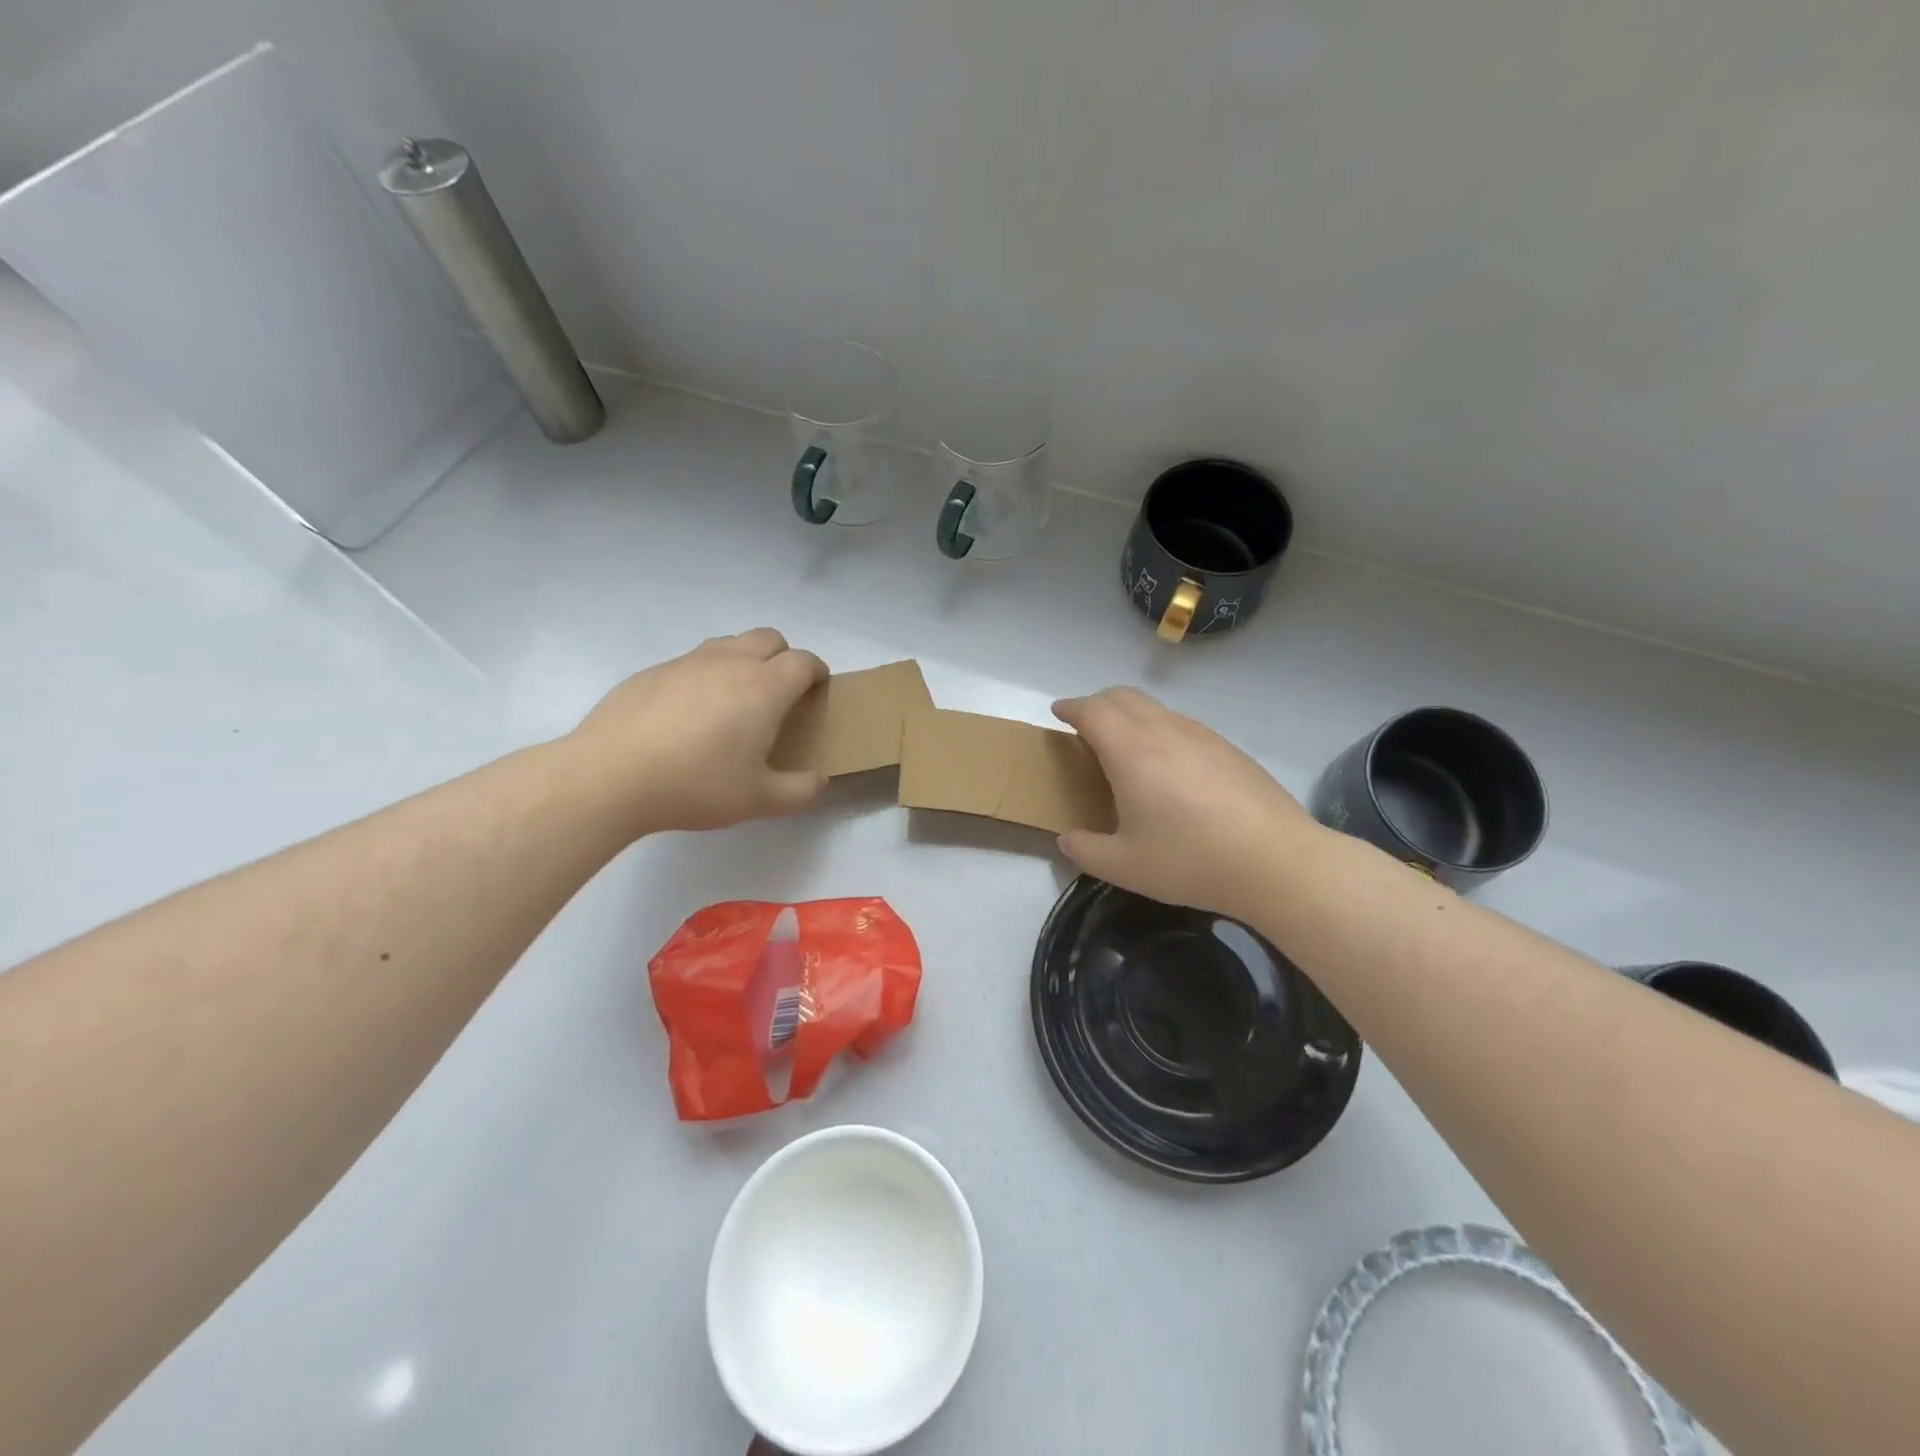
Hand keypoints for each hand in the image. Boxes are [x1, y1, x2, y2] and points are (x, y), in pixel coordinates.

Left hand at [568, 628, 828, 834]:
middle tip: (780, 695)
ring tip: (735, 701)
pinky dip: (705, 676)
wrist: (610, 776)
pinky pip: (692, 662)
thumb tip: (818, 779)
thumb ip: (800, 790)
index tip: (817, 691)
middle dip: (784, 658)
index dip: (817, 672)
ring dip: (745, 661)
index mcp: (764, 687)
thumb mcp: (759, 801)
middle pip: (769, 638)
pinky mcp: (652, 672)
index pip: (804, 661)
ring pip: (729, 644)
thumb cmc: (696, 785)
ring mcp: (687, 662)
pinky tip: (688, 716)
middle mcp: (729, 663)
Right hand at [1052, 687, 1319, 918]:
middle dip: (1098, 703)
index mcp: (1131, 750)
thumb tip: (1068, 840)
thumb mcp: (1125, 867)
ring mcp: (1201, 735)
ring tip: (1125, 747)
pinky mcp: (1228, 748)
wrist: (1277, 861)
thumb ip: (1086, 851)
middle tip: (1085, 725)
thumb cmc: (1191, 860)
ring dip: (1131, 716)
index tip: (1058, 712)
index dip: (1071, 707)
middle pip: (1123, 697)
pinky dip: (1160, 730)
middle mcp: (1164, 730)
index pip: (1092, 710)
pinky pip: (1182, 725)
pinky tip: (1169, 768)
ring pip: (1156, 708)